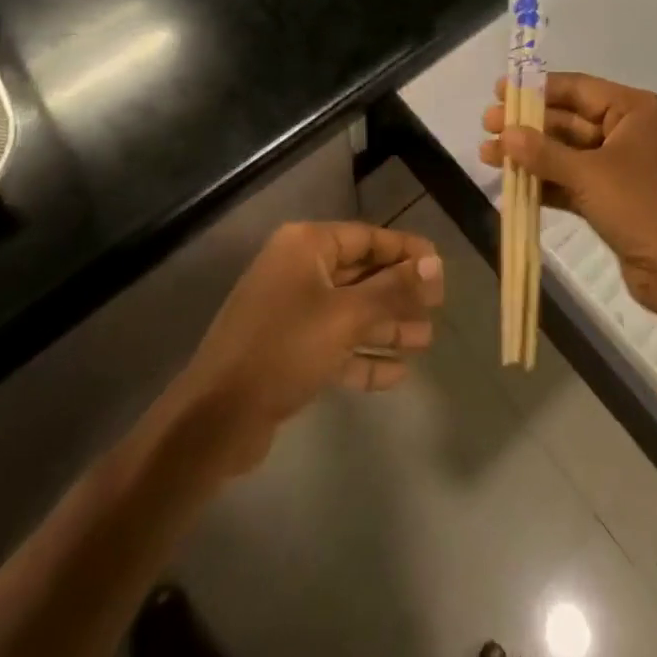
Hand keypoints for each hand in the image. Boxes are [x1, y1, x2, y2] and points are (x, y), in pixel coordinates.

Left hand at [174, 222, 443, 475]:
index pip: (367, 237)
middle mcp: (298, 270)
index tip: (440, 266)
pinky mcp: (288, 351)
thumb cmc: (284, 349)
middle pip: (360, 274)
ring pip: (350, 312)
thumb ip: (393, 289)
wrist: (216, 419)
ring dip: (387, 326)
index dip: (406, 250)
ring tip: (427, 341)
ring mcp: (291, 312)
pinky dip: (363, 357)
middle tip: (439, 308)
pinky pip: (335, 344)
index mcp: (306, 246)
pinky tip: (398, 373)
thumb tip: (436, 263)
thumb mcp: (346, 316)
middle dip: (399, 293)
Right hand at [481, 73, 656, 340]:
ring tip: (487, 155)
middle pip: (570, 120)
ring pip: (569, 153)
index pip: (578, 88)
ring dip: (531, 156)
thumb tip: (505, 133)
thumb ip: (543, 152)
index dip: (536, 89)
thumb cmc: (642, 207)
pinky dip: (547, 183)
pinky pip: (575, 181)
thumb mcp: (589, 175)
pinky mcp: (616, 199)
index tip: (500, 91)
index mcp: (635, 110)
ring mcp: (624, 167)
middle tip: (486, 125)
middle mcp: (631, 131)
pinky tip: (513, 185)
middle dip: (528, 126)